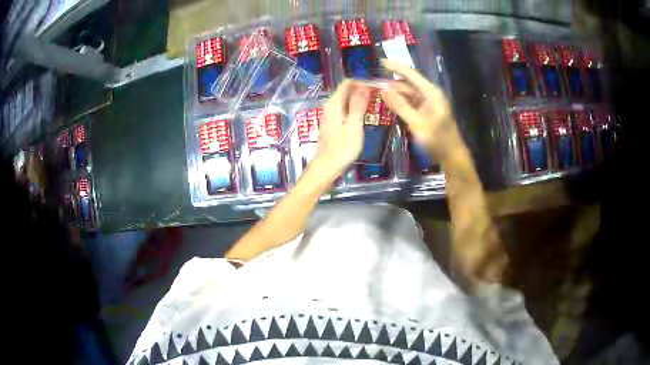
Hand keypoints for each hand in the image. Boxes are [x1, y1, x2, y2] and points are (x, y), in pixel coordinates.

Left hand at [312, 79, 370, 177]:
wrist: (327, 167)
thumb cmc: (342, 147)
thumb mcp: (353, 125)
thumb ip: (358, 105)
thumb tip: (364, 86)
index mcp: (334, 103)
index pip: (348, 83)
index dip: (362, 82)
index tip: (377, 86)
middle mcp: (330, 106)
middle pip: (346, 91)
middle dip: (362, 90)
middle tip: (380, 95)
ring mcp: (330, 115)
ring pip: (346, 100)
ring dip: (360, 100)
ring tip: (376, 104)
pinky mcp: (333, 124)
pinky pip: (345, 110)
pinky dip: (355, 109)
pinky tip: (365, 115)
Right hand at [380, 60, 462, 161]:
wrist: (452, 156)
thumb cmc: (437, 140)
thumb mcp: (417, 123)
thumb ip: (400, 106)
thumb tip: (383, 90)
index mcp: (431, 92)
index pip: (411, 74)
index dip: (395, 66)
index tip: (379, 61)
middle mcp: (429, 94)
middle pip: (407, 83)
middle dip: (391, 81)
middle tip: (372, 80)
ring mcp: (427, 103)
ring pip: (407, 93)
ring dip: (393, 92)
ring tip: (376, 91)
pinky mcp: (425, 112)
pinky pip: (409, 103)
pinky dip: (399, 102)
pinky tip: (387, 102)